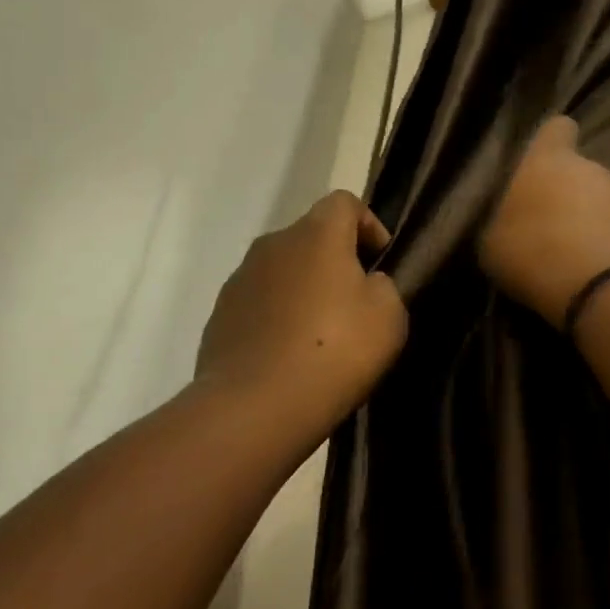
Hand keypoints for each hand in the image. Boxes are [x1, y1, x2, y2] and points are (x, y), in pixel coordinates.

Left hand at [196, 191, 407, 430]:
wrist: (256, 407)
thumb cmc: (335, 352)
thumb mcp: (388, 317)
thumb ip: (383, 286)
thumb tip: (364, 283)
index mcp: (316, 234)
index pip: (344, 201)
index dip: (368, 225)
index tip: (381, 262)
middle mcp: (273, 244)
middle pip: (311, 236)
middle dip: (336, 260)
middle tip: (355, 303)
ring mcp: (240, 279)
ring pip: (283, 270)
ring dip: (304, 289)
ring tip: (321, 334)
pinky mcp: (220, 314)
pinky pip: (260, 303)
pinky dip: (277, 316)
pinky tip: (289, 354)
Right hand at [478, 117, 609, 325]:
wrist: (603, 288)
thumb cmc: (534, 252)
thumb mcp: (495, 243)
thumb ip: (506, 222)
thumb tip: (514, 223)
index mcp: (549, 161)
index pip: (555, 130)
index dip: (550, 143)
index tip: (542, 161)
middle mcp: (593, 168)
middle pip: (581, 173)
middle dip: (569, 195)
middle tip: (549, 230)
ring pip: (606, 204)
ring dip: (593, 224)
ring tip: (574, 259)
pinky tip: (597, 276)